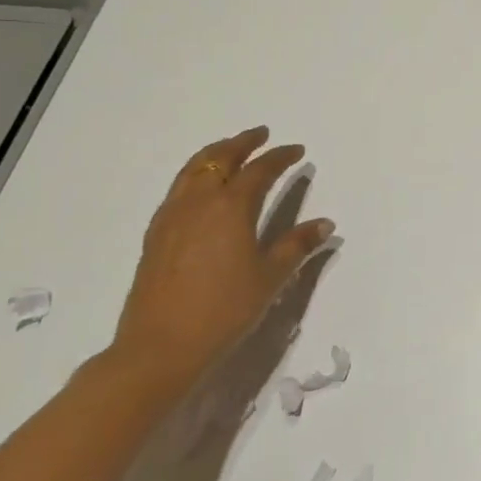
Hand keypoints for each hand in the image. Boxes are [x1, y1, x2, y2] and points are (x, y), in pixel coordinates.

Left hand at [108, 127, 334, 398]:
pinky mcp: (155, 233)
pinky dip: (195, 173)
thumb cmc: (224, 311)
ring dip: (216, 153)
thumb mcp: (270, 279)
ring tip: (230, 150)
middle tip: (261, 134)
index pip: (260, 170)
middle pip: (221, 158)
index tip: (297, 150)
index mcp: (231, 207)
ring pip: (194, 169)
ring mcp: (172, 215)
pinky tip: (201, 188)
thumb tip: (325, 224)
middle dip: (243, 142)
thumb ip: (297, 246)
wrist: (160, 347)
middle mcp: (199, 201)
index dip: (280, 157)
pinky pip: (178, 187)